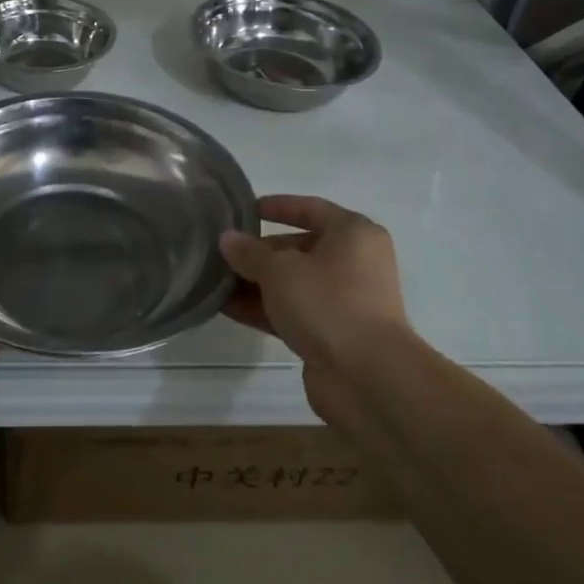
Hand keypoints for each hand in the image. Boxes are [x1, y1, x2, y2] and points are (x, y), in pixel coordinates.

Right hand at [219, 195, 418, 432]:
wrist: (367, 376)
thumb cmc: (328, 303)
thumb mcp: (280, 270)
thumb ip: (249, 252)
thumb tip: (227, 239)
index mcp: (353, 234)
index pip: (310, 208)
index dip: (277, 206)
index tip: (245, 210)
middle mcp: (354, 262)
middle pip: (299, 247)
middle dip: (259, 251)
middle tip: (222, 252)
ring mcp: (345, 300)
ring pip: (293, 283)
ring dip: (256, 283)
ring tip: (216, 281)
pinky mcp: (333, 333)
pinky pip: (293, 312)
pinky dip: (264, 309)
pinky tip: (227, 309)